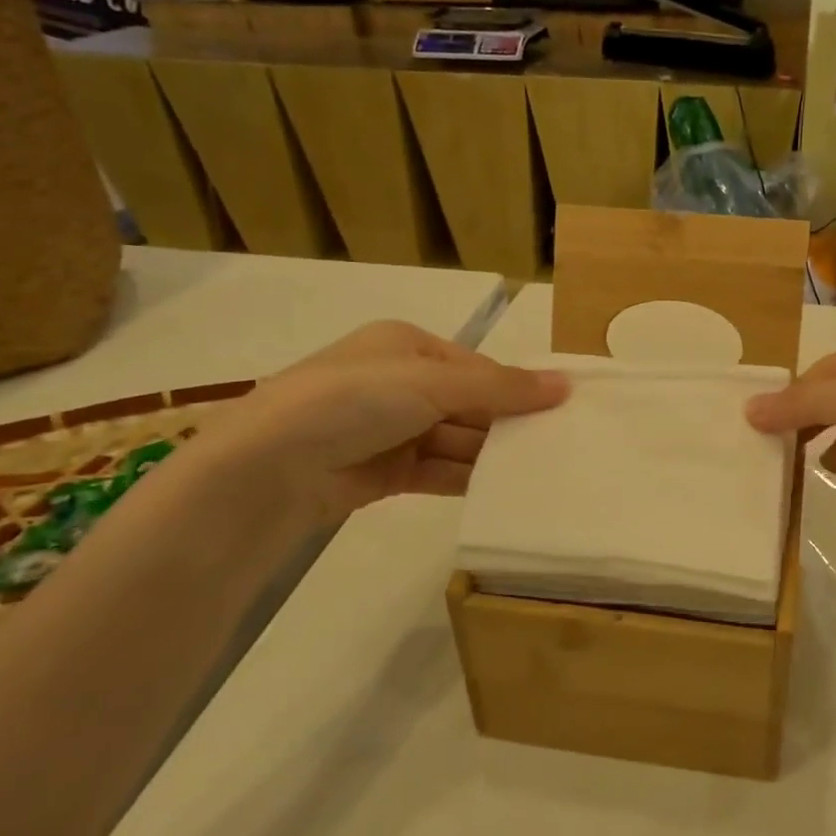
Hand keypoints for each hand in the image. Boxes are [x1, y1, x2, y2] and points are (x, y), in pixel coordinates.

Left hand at [187, 322, 568, 525]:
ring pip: (456, 440)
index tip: (559, 412)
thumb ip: (501, 387)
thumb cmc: (354, 401)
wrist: (269, 468)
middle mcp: (399, 382)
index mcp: (407, 346)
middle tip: (557, 447)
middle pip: (468, 404)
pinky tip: (502, 490)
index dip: (516, 388)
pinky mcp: (384, 471)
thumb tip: (567, 384)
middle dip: (506, 424)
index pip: (476, 367)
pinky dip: (467, 478)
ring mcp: (390, 429)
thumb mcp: (433, 383)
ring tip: (538, 471)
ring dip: (490, 454)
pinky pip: (438, 470)